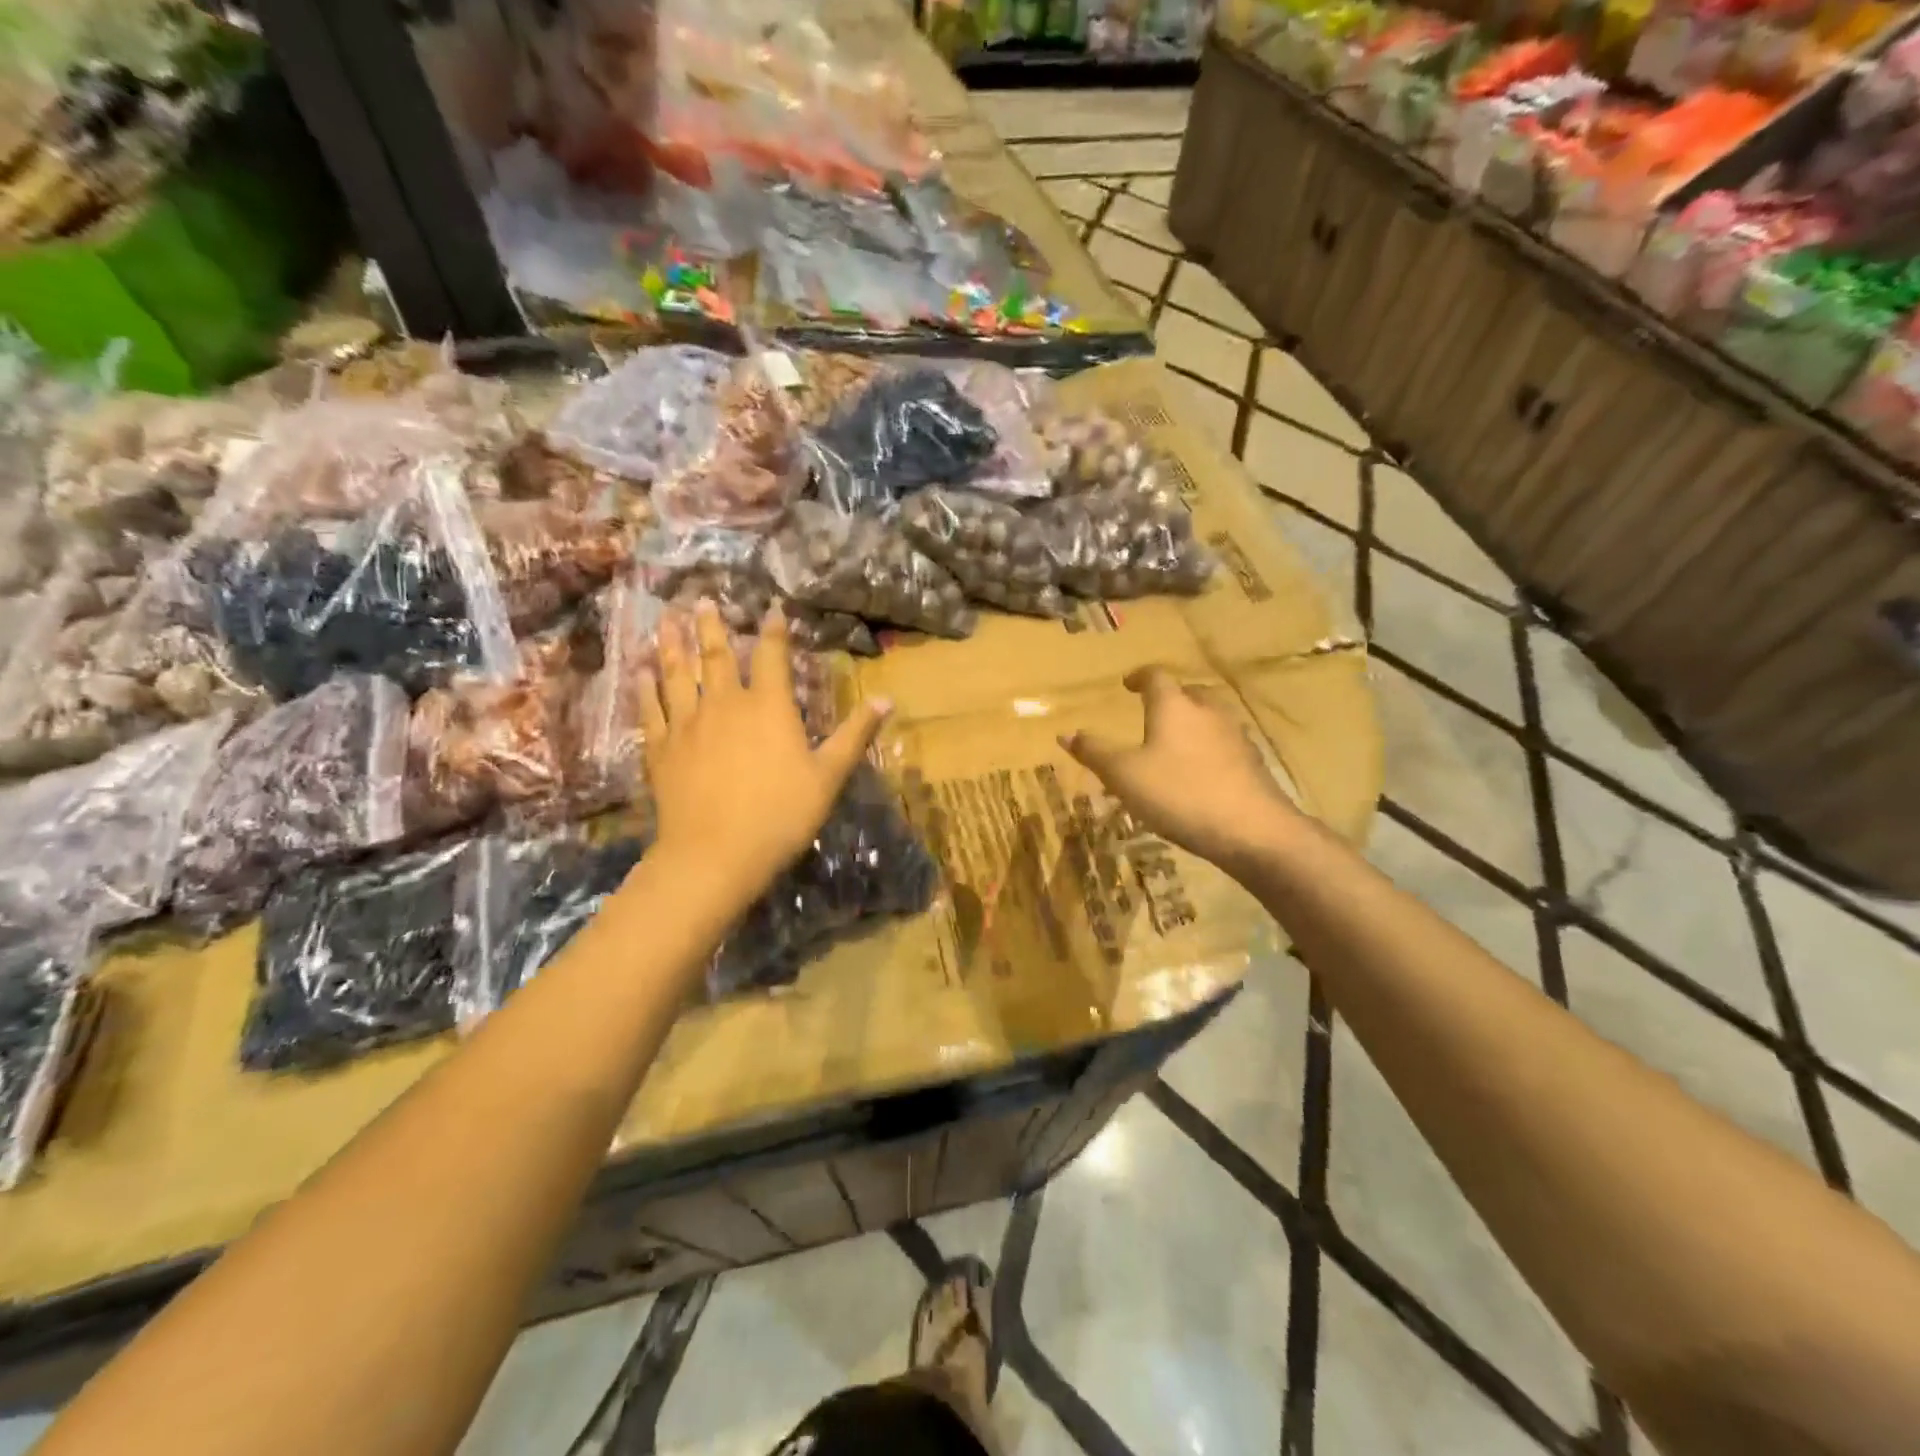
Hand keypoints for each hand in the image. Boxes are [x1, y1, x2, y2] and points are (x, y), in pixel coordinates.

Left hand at [639, 600, 890, 911]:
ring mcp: (688, 724)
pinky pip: (650, 709)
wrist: (715, 854)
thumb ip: (855, 734)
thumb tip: (887, 698)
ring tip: (666, 619)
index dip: (773, 630)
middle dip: (711, 626)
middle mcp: (725, 704)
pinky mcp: (660, 748)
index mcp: (769, 707)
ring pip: (676, 674)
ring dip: (672, 645)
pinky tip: (638, 672)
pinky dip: (644, 688)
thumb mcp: (829, 776)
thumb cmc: (780, 815)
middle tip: (702, 600)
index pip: (772, 656)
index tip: (770, 607)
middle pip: (716, 656)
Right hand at [1061, 667, 1299, 871]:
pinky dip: (1208, 750)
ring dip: (1191, 724)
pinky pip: (1224, 745)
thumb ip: (1095, 752)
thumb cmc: (1179, 794)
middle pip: (1188, 693)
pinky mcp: (1252, 763)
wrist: (1252, 830)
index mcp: (1174, 706)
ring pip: (1210, 718)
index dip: (1139, 677)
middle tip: (1152, 713)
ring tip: (1174, 745)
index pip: (1156, 677)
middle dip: (1169, 699)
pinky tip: (1200, 774)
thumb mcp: (1124, 776)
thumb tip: (1066, 733)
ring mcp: (1235, 736)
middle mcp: (1208, 711)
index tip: (1128, 684)